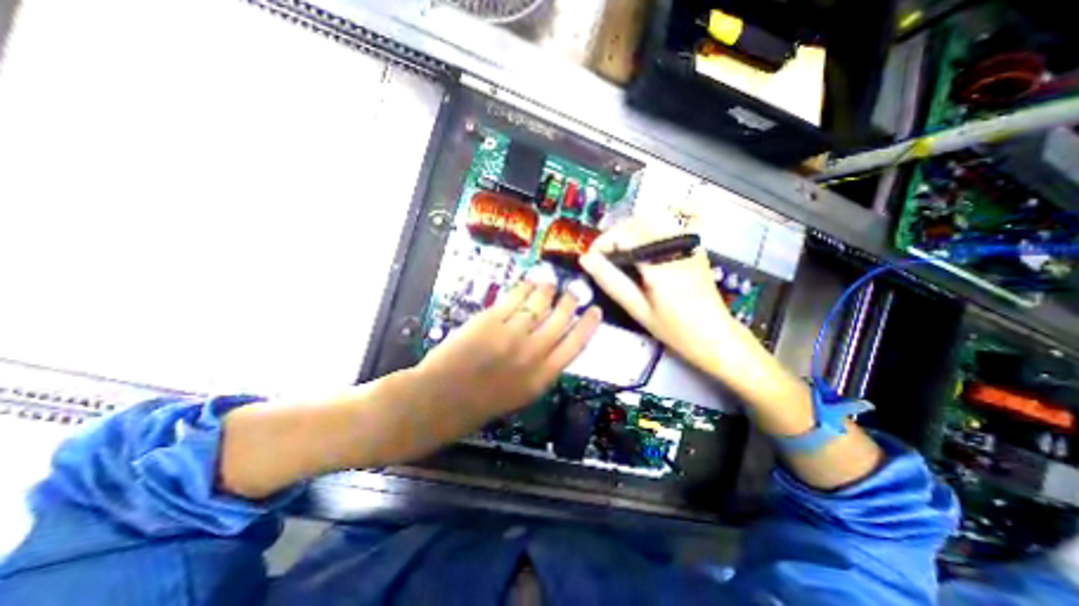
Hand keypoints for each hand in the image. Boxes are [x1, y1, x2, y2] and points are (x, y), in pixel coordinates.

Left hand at [415, 282, 603, 422]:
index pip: (576, 345)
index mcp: (542, 377)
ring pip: (539, 304)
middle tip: (574, 291)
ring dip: (547, 290)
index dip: (588, 325)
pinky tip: (528, 283)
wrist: (441, 400)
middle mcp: (532, 353)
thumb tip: (553, 342)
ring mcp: (511, 335)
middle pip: (560, 319)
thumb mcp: (521, 393)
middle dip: (570, 302)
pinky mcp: (490, 321)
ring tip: (550, 283)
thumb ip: (540, 368)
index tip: (596, 311)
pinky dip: (524, 288)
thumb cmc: (481, 402)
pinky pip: (514, 298)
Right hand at [582, 217, 742, 377]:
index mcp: (662, 265)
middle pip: (636, 222)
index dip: (602, 243)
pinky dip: (645, 231)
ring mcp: (689, 244)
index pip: (624, 236)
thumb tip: (586, 261)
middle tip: (602, 258)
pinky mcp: (694, 246)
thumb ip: (611, 282)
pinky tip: (640, 250)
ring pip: (651, 219)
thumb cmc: (675, 330)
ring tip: (618, 253)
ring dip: (628, 231)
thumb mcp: (639, 310)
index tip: (591, 259)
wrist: (716, 336)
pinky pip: (665, 226)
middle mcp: (677, 247)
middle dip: (613, 235)